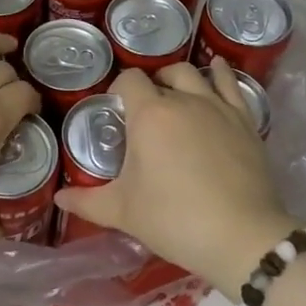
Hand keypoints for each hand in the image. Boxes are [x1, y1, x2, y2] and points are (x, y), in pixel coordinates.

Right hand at [53, 58, 292, 289]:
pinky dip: (220, 74)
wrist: (241, 236)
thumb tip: (59, 198)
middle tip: (146, 110)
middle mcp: (183, 99)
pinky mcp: (245, 121)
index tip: (116, 107)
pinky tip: (216, 69)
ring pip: (196, 74)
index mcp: (149, 114)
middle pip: (163, 74)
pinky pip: (232, 84)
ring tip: (175, 91)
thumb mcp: (123, 211)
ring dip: (181, 78)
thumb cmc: (173, 219)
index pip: (129, 80)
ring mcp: (218, 107)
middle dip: (151, 85)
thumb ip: (87, 201)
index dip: (119, 89)